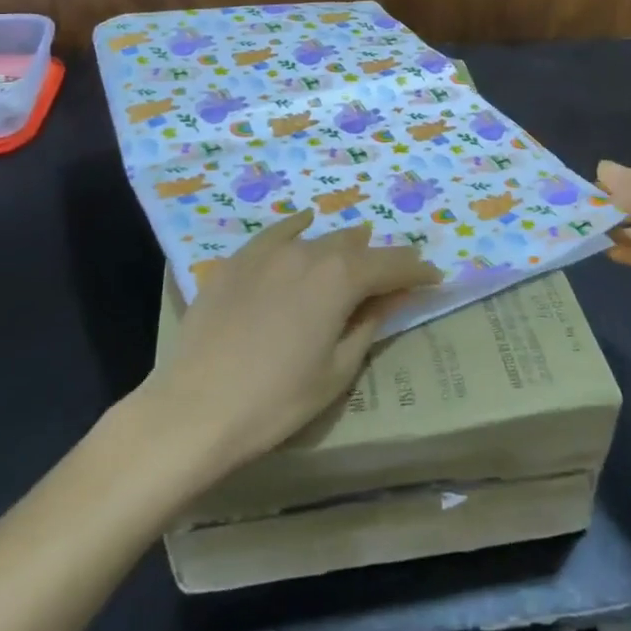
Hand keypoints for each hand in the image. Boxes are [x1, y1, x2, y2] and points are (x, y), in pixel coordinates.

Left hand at [140, 210, 440, 477]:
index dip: (417, 271)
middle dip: (382, 258)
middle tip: (399, 271)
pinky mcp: (237, 261)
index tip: (435, 277)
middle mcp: (308, 252)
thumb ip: (369, 324)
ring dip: (343, 245)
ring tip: (359, 247)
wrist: (196, 410)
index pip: (391, 266)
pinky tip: (305, 220)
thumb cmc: (277, 400)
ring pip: (318, 238)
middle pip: (356, 248)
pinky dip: (296, 227)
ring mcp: (268, 253)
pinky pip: (276, 234)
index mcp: (340, 279)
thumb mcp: (337, 370)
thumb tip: (391, 297)